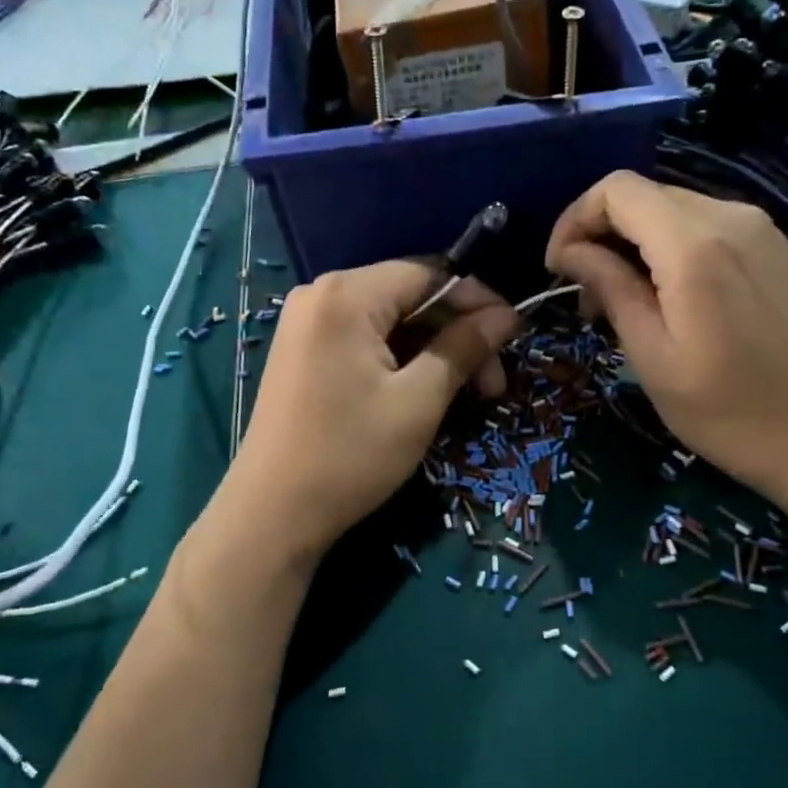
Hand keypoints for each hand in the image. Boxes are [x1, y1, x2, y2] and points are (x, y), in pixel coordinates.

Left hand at [224, 261, 519, 561]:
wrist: (273, 513)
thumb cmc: (350, 455)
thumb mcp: (418, 401)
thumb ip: (463, 347)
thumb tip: (508, 315)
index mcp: (346, 295)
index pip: (429, 274)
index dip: (477, 301)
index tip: (513, 336)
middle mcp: (320, 294)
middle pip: (409, 296)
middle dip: (456, 334)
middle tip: (492, 384)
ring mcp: (306, 323)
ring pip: (390, 321)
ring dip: (432, 350)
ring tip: (465, 394)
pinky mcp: (302, 352)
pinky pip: (364, 339)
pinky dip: (400, 359)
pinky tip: (423, 390)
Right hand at [545, 172, 787, 514]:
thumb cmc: (728, 413)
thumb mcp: (652, 358)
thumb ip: (611, 289)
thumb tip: (571, 252)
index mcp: (695, 245)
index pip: (616, 190)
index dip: (574, 220)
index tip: (558, 270)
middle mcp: (732, 218)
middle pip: (644, 195)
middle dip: (601, 234)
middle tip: (586, 297)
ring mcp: (761, 230)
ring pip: (673, 210)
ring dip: (634, 244)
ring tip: (622, 303)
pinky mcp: (776, 249)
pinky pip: (707, 227)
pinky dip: (670, 249)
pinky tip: (669, 298)